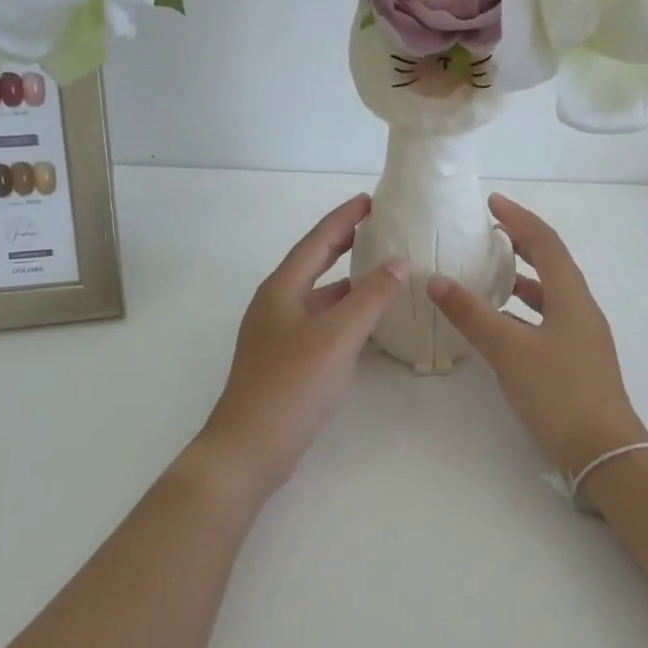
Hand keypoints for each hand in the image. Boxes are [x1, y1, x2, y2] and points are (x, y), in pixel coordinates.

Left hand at [186, 195, 406, 504]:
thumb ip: (370, 297)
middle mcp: (277, 305)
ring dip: (349, 282)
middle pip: (315, 263)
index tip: (371, 200)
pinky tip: (369, 323)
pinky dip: (346, 315)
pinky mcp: (287, 361)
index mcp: (282, 289)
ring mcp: (279, 335)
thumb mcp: (337, 336)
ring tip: (384, 272)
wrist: (250, 447)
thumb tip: (397, 262)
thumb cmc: (292, 384)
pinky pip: (322, 324)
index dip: (344, 218)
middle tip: (378, 228)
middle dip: (344, 244)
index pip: (317, 241)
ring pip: (320, 297)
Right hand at [428, 194, 647, 479]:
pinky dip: (523, 311)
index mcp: (572, 297)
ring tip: (490, 274)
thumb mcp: (509, 350)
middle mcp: (581, 310)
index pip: (546, 243)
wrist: (604, 452)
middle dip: (522, 244)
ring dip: (522, 278)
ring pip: (550, 294)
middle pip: (552, 263)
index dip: (519, 219)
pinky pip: (547, 319)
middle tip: (489, 234)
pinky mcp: (576, 360)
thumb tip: (437, 280)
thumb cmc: (559, 393)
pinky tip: (501, 324)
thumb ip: (472, 314)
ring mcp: (581, 337)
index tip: (491, 203)